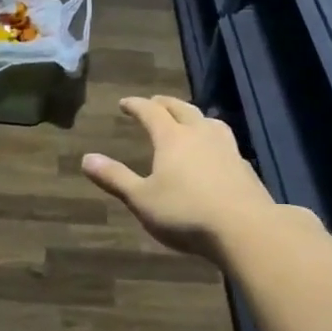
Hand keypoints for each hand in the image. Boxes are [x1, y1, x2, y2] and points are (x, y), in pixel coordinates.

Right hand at [82, 95, 278, 261]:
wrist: (244, 228)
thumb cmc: (185, 212)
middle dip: (165, 104)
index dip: (136, 105)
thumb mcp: (141, 199)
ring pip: (208, 121)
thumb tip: (87, 158)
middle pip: (182, 109)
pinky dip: (212, 138)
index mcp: (172, 138)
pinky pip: (224, 141)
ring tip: (188, 121)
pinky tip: (213, 152)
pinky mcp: (244, 166)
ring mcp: (227, 148)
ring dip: (194, 116)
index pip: (151, 112)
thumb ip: (115, 178)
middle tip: (154, 102)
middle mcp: (200, 134)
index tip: (124, 103)